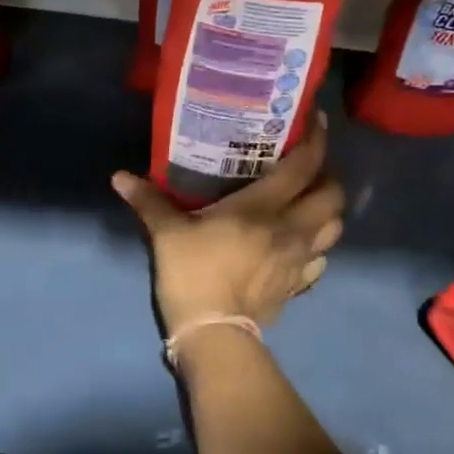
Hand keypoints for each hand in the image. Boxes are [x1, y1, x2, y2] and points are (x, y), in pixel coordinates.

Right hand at [112, 111, 345, 341]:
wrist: (214, 334)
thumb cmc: (194, 274)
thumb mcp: (167, 234)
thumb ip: (149, 201)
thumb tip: (119, 177)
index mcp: (265, 208)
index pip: (305, 166)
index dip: (317, 139)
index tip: (316, 120)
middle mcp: (292, 229)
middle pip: (333, 195)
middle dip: (328, 176)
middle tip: (308, 169)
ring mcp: (301, 260)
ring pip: (335, 228)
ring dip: (327, 212)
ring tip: (308, 204)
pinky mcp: (298, 285)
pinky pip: (321, 260)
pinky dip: (317, 247)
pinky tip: (298, 245)